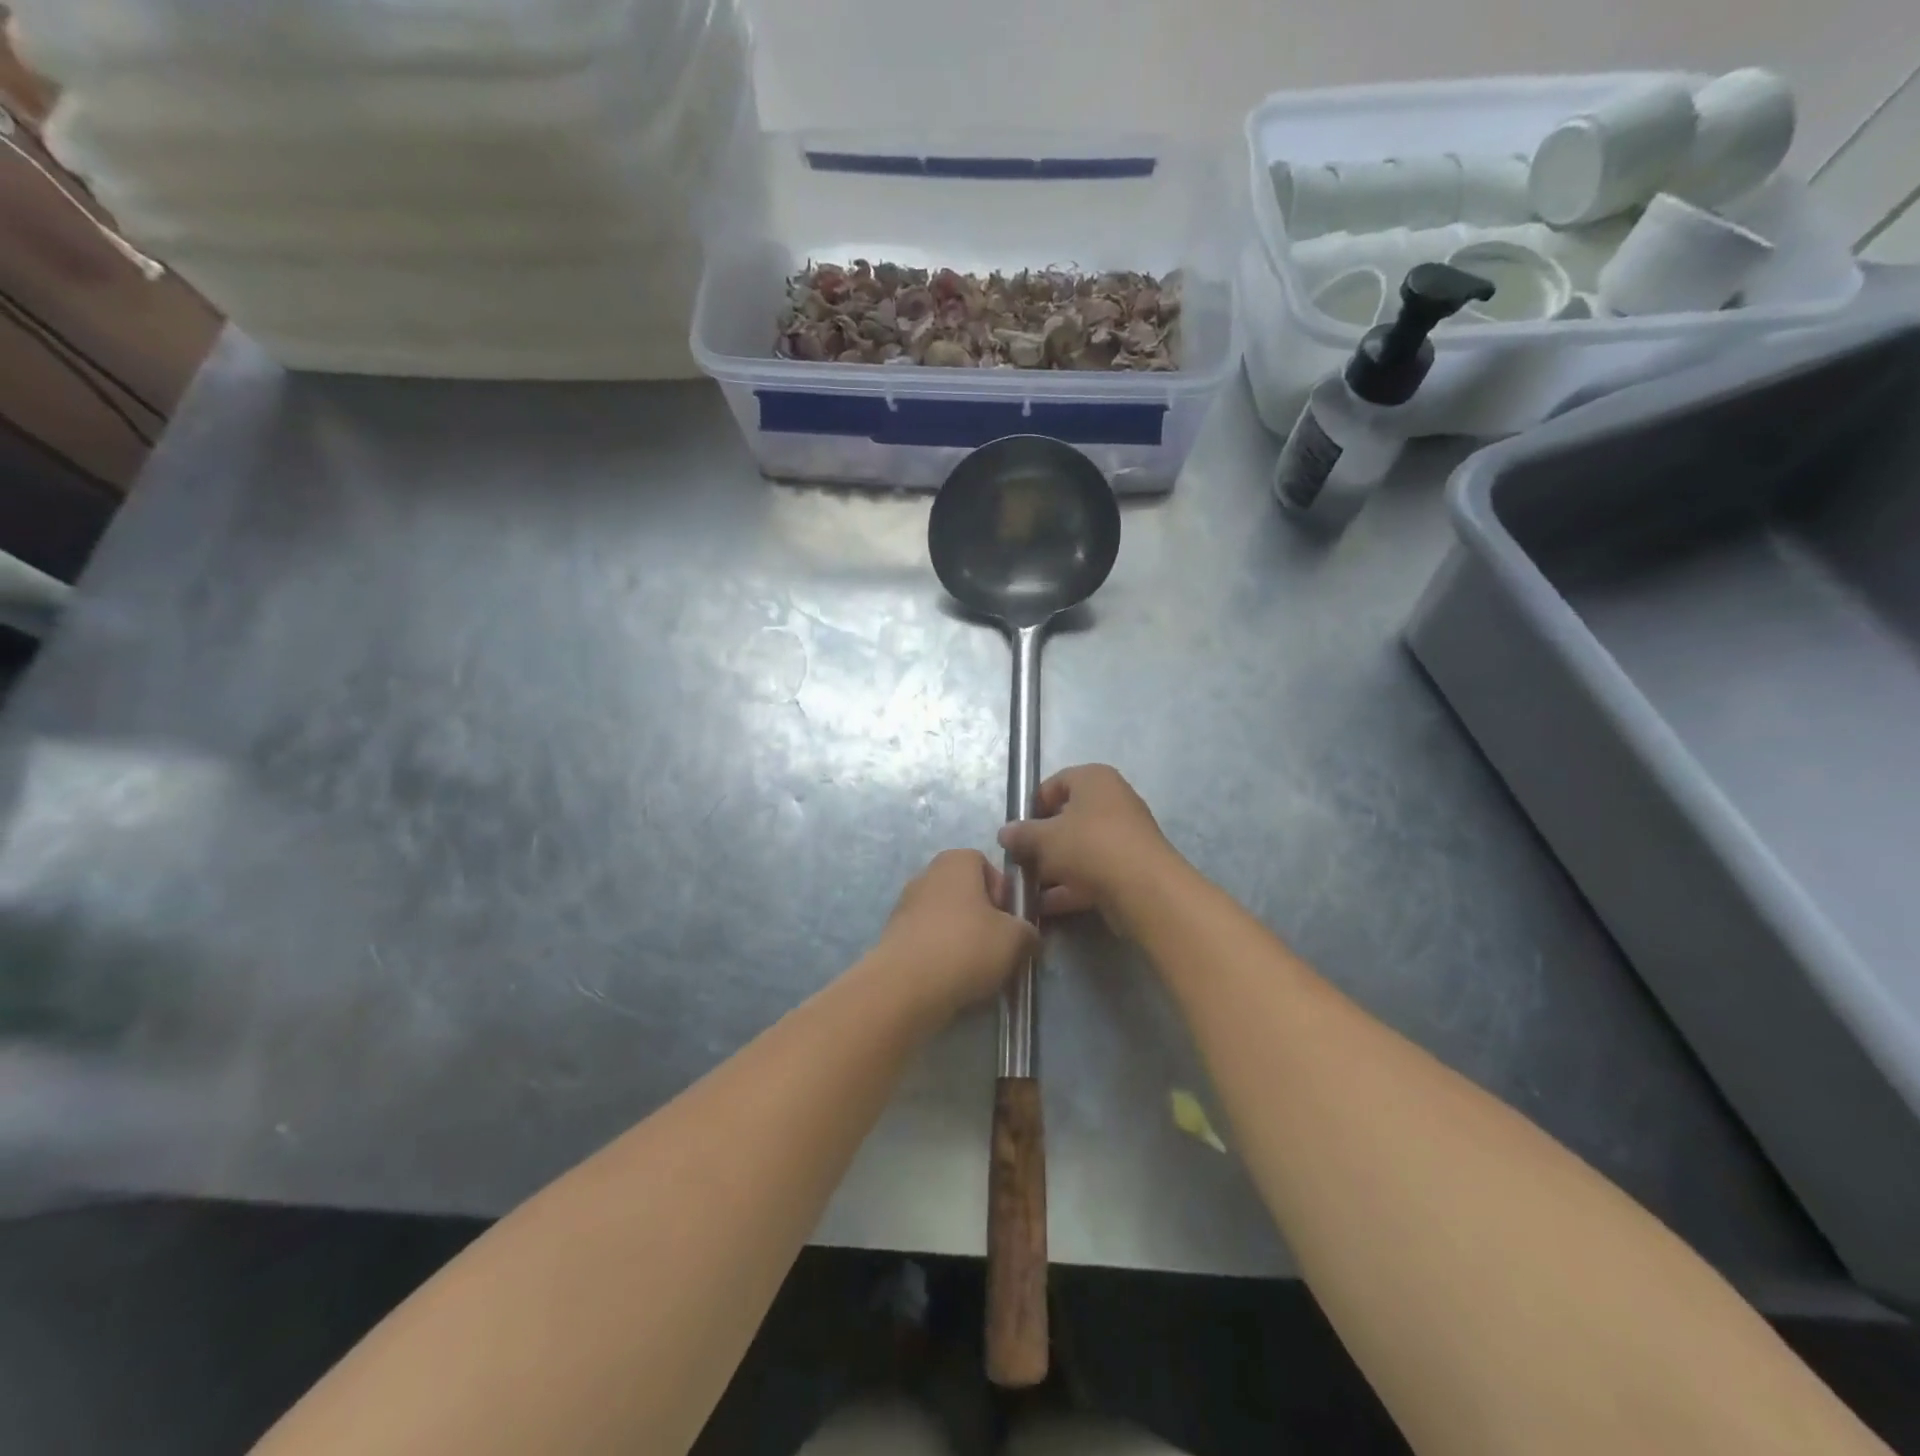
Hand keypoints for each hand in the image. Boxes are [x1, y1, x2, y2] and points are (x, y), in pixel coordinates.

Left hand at [878, 850, 1038, 1013]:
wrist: (906, 986)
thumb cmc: (966, 947)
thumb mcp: (1016, 939)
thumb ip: (1028, 931)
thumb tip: (1026, 935)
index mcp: (956, 861)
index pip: (986, 864)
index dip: (1002, 891)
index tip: (1011, 921)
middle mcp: (927, 874)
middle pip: (965, 892)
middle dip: (983, 917)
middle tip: (997, 946)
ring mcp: (905, 904)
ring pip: (946, 917)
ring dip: (962, 937)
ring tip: (976, 969)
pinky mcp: (893, 935)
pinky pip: (927, 939)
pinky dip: (940, 954)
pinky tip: (951, 979)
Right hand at [997, 765, 1181, 931]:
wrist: (1143, 888)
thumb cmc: (1089, 846)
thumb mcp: (1044, 838)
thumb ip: (1022, 834)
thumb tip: (1005, 833)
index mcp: (1094, 779)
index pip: (1055, 783)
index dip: (1032, 806)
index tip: (1016, 831)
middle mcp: (1112, 801)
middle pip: (1067, 819)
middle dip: (1041, 843)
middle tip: (1019, 862)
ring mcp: (1123, 836)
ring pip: (1078, 849)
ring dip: (1052, 869)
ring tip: (1026, 889)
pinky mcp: (1129, 868)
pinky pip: (1091, 873)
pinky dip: (1069, 887)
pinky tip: (1044, 907)